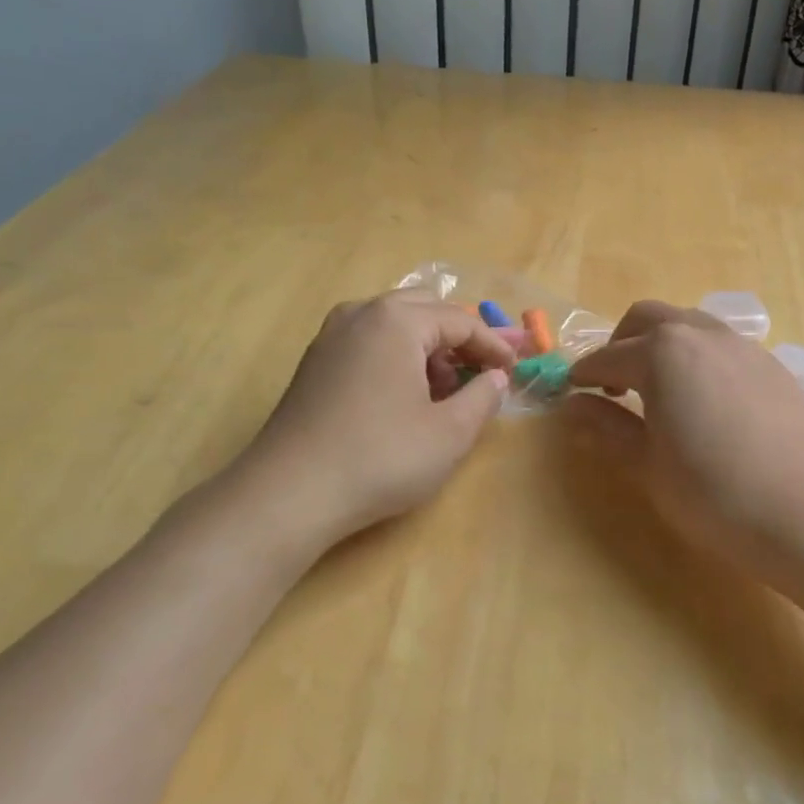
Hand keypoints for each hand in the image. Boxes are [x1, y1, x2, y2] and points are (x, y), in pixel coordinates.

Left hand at [231, 291, 515, 548]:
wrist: (290, 493)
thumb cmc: (380, 458)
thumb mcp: (449, 433)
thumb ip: (482, 398)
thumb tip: (495, 378)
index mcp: (396, 320)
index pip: (460, 320)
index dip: (493, 345)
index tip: (514, 370)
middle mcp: (360, 314)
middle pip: (425, 309)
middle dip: (459, 337)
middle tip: (483, 370)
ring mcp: (331, 336)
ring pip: (393, 324)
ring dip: (427, 346)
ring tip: (446, 388)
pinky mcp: (314, 362)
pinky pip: (368, 342)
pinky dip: (396, 356)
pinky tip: (405, 395)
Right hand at [566, 301, 803, 586]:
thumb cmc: (712, 493)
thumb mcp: (647, 464)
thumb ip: (607, 427)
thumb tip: (573, 407)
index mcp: (663, 353)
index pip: (608, 358)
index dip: (584, 375)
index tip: (571, 392)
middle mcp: (702, 335)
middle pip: (648, 318)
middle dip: (621, 343)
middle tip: (612, 384)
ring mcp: (744, 346)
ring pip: (690, 324)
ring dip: (662, 344)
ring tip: (659, 388)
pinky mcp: (773, 366)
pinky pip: (723, 345)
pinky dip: (699, 357)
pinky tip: (705, 400)